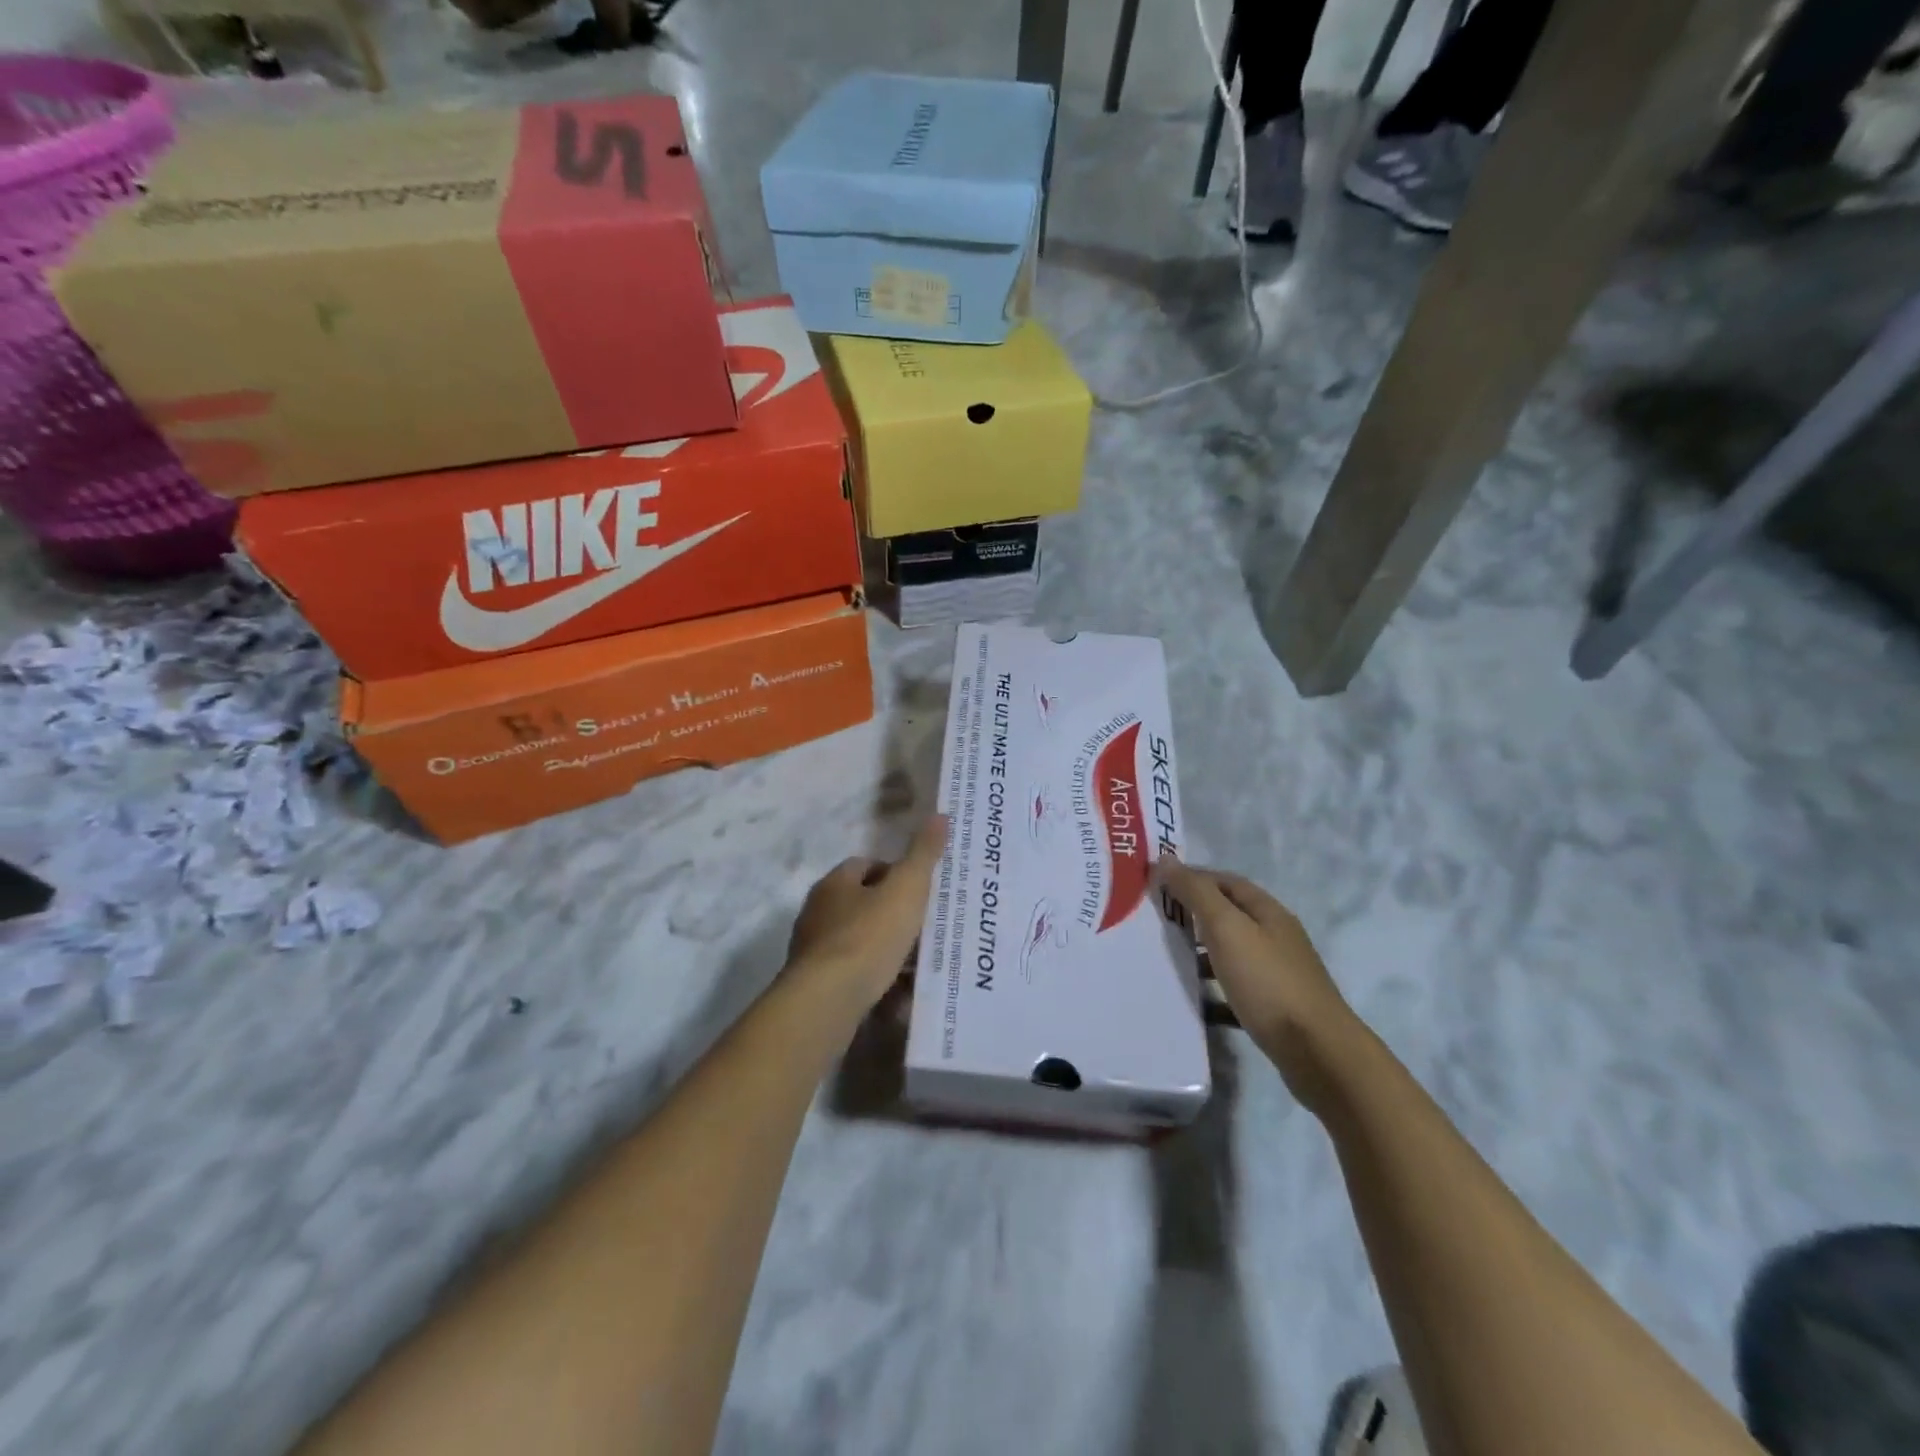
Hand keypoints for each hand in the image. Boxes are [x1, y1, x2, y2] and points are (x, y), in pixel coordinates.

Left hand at [789, 816, 949, 1008]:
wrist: (827, 1001)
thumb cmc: (868, 937)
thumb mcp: (906, 890)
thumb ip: (923, 854)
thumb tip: (940, 815)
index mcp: (834, 883)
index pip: (866, 866)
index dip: (895, 874)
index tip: (920, 891)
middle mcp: (817, 912)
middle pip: (861, 904)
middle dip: (890, 913)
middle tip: (922, 926)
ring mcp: (812, 950)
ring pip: (857, 941)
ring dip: (883, 949)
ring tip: (915, 963)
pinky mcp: (814, 985)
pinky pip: (851, 974)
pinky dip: (873, 979)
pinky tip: (896, 993)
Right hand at [1155, 856, 1362, 1112]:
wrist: (1318, 1054)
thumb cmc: (1268, 982)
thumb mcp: (1227, 929)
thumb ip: (1196, 893)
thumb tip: (1167, 860)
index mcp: (1267, 912)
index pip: (1224, 881)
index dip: (1191, 877)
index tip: (1155, 884)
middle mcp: (1275, 938)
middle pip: (1227, 916)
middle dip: (1191, 915)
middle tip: (1151, 921)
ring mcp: (1276, 975)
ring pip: (1229, 955)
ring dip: (1198, 954)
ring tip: (1163, 960)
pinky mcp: (1273, 1009)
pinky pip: (1234, 993)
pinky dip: (1211, 993)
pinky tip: (1190, 1002)